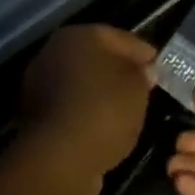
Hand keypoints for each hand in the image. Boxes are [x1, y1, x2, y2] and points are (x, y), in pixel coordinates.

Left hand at [16, 25, 156, 194]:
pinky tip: (103, 128)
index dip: (143, 52)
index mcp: (80, 34)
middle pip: (97, 57)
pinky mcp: (35, 116)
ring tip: (125, 111)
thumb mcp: (137, 87)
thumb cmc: (104, 110)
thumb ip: (142, 74)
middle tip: (143, 88)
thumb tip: (143, 71)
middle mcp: (55, 51)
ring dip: (100, 93)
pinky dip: (86, 114)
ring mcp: (41, 83)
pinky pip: (71, 107)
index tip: (159, 67)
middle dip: (119, 71)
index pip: (121, 38)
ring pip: (82, 83)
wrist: (59, 159)